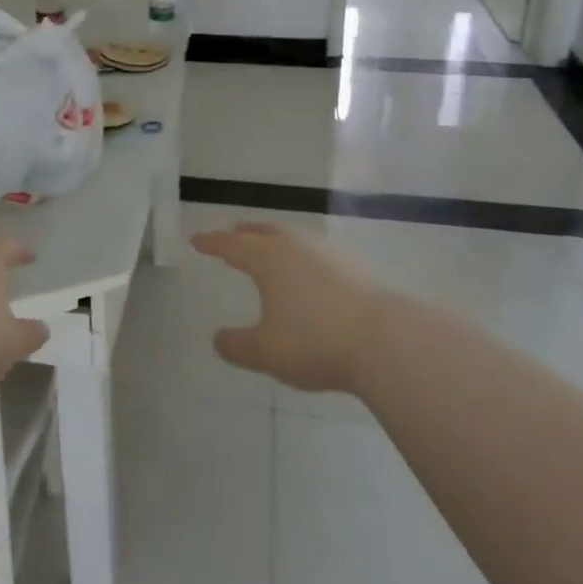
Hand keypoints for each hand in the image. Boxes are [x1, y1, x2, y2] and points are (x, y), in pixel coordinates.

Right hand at [193, 221, 380, 392]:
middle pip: (263, 231)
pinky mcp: (353, 267)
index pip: (231, 245)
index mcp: (267, 258)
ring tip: (268, 248)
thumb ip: (237, 346)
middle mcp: (294, 246)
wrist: (386, 340)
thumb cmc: (315, 341)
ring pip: (291, 237)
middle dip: (243, 232)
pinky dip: (300, 255)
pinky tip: (307, 272)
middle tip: (232, 234)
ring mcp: (327, 253)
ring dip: (274, 239)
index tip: (196, 240)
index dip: (212, 243)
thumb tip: (219, 339)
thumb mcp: (266, 352)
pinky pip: (314, 252)